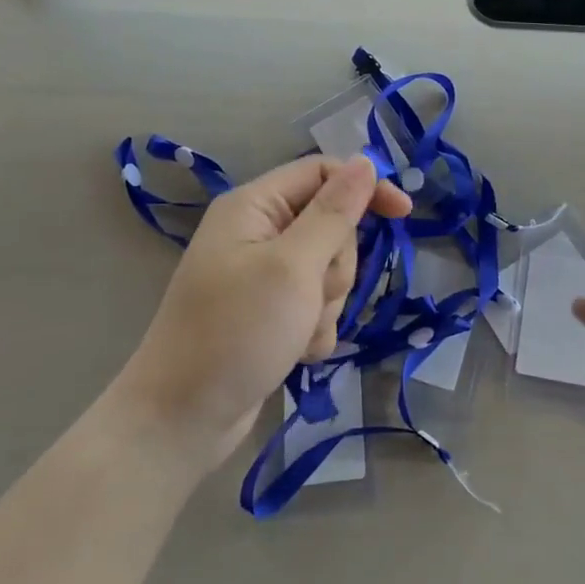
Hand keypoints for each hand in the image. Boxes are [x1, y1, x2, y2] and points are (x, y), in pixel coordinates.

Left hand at [119, 155, 410, 472]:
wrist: (180, 422)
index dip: (364, 188)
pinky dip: (315, 329)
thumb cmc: (235, 333)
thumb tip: (366, 161)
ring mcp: (264, 275)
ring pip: (329, 270)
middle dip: (336, 266)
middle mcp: (258, 232)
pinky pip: (316, 306)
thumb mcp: (292, 268)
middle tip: (312, 295)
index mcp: (254, 206)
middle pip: (332, 226)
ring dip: (326, 304)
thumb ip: (334, 213)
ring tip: (297, 332)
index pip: (323, 173)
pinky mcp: (271, 312)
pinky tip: (295, 354)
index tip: (403, 214)